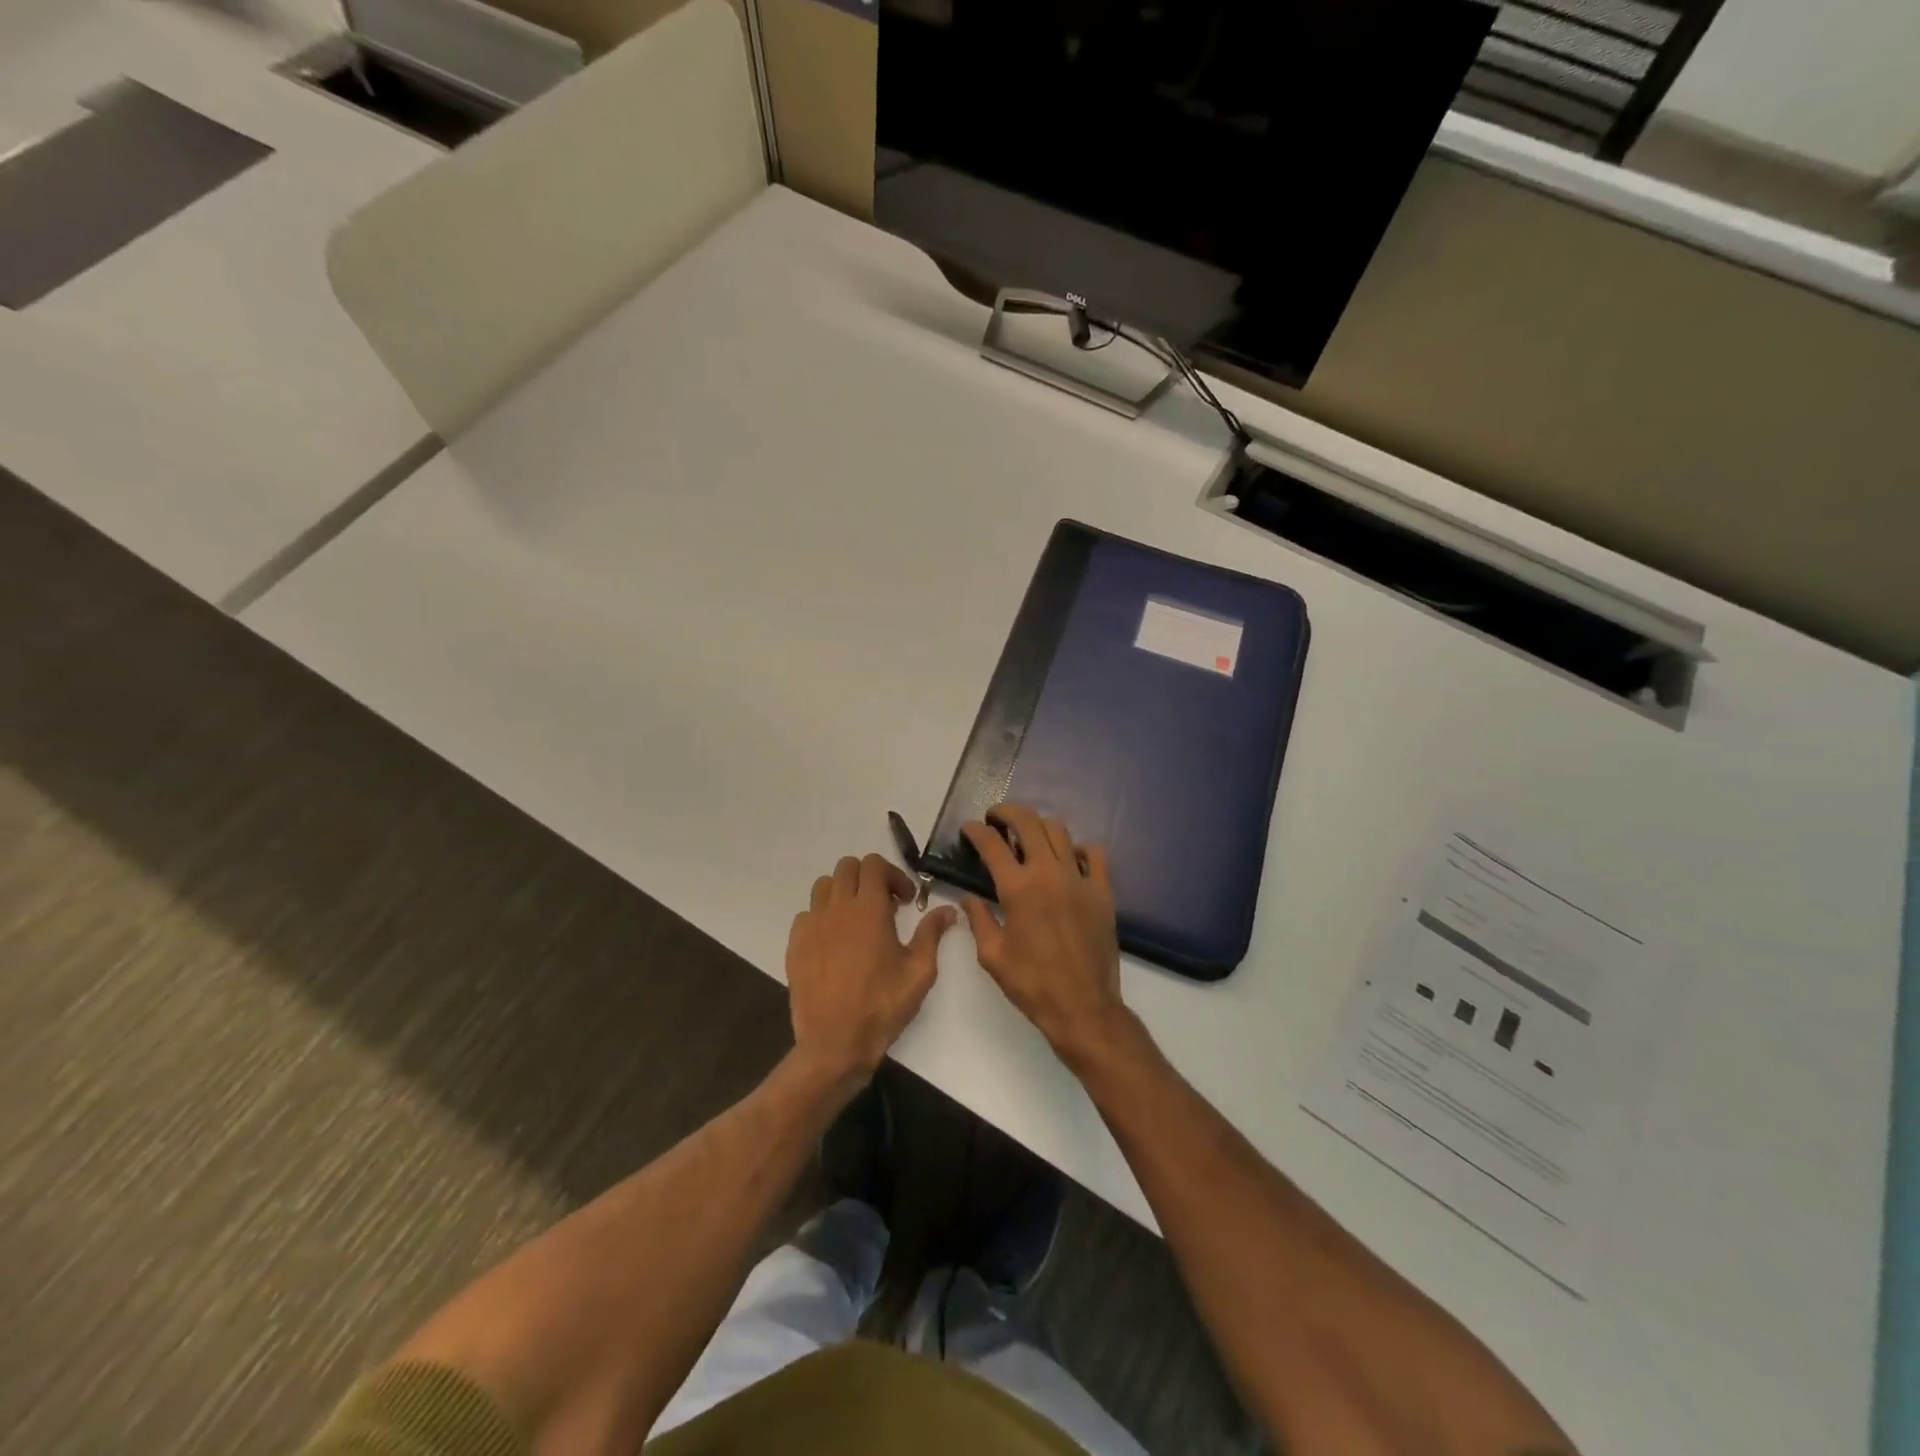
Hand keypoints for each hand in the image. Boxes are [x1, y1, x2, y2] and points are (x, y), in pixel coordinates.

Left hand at [786, 853, 956, 1088]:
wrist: (835, 1043)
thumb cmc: (882, 1006)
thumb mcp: (919, 971)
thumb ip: (932, 933)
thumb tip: (948, 910)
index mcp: (869, 909)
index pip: (874, 864)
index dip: (893, 875)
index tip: (906, 900)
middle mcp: (837, 908)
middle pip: (847, 867)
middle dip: (869, 878)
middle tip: (885, 906)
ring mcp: (812, 925)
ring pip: (824, 886)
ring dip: (844, 893)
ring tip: (858, 920)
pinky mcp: (795, 944)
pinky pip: (807, 914)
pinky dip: (824, 916)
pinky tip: (835, 942)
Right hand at [961, 805, 1128, 1066]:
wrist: (1083, 1007)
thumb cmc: (1032, 984)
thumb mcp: (992, 955)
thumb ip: (978, 919)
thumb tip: (969, 897)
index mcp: (1017, 889)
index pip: (992, 844)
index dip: (976, 831)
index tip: (970, 828)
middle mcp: (1048, 873)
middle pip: (1028, 823)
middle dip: (1008, 812)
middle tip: (996, 817)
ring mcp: (1079, 879)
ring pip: (1059, 832)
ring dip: (1039, 825)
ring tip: (1028, 833)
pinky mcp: (1102, 891)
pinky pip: (1094, 854)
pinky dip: (1078, 848)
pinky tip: (1069, 857)